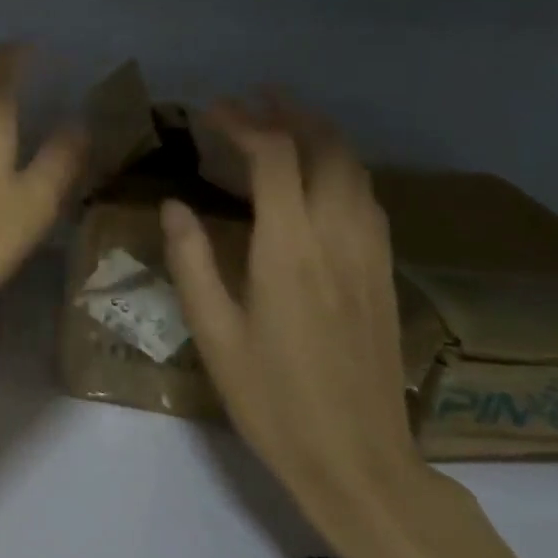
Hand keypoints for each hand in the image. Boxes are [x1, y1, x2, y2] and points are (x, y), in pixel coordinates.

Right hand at [160, 95, 424, 517]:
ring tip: (288, 123)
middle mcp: (338, 237)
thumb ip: (192, 261)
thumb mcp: (214, 334)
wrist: (358, 460)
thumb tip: (173, 205)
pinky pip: (368, 199)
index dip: (243, 124)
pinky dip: (342, 169)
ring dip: (323, 136)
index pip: (273, 158)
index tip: (211, 110)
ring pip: (357, 171)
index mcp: (290, 249)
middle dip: (293, 114)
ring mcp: (370, 255)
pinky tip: (322, 180)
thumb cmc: (272, 400)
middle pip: (328, 150)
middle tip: (257, 98)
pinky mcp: (384, 274)